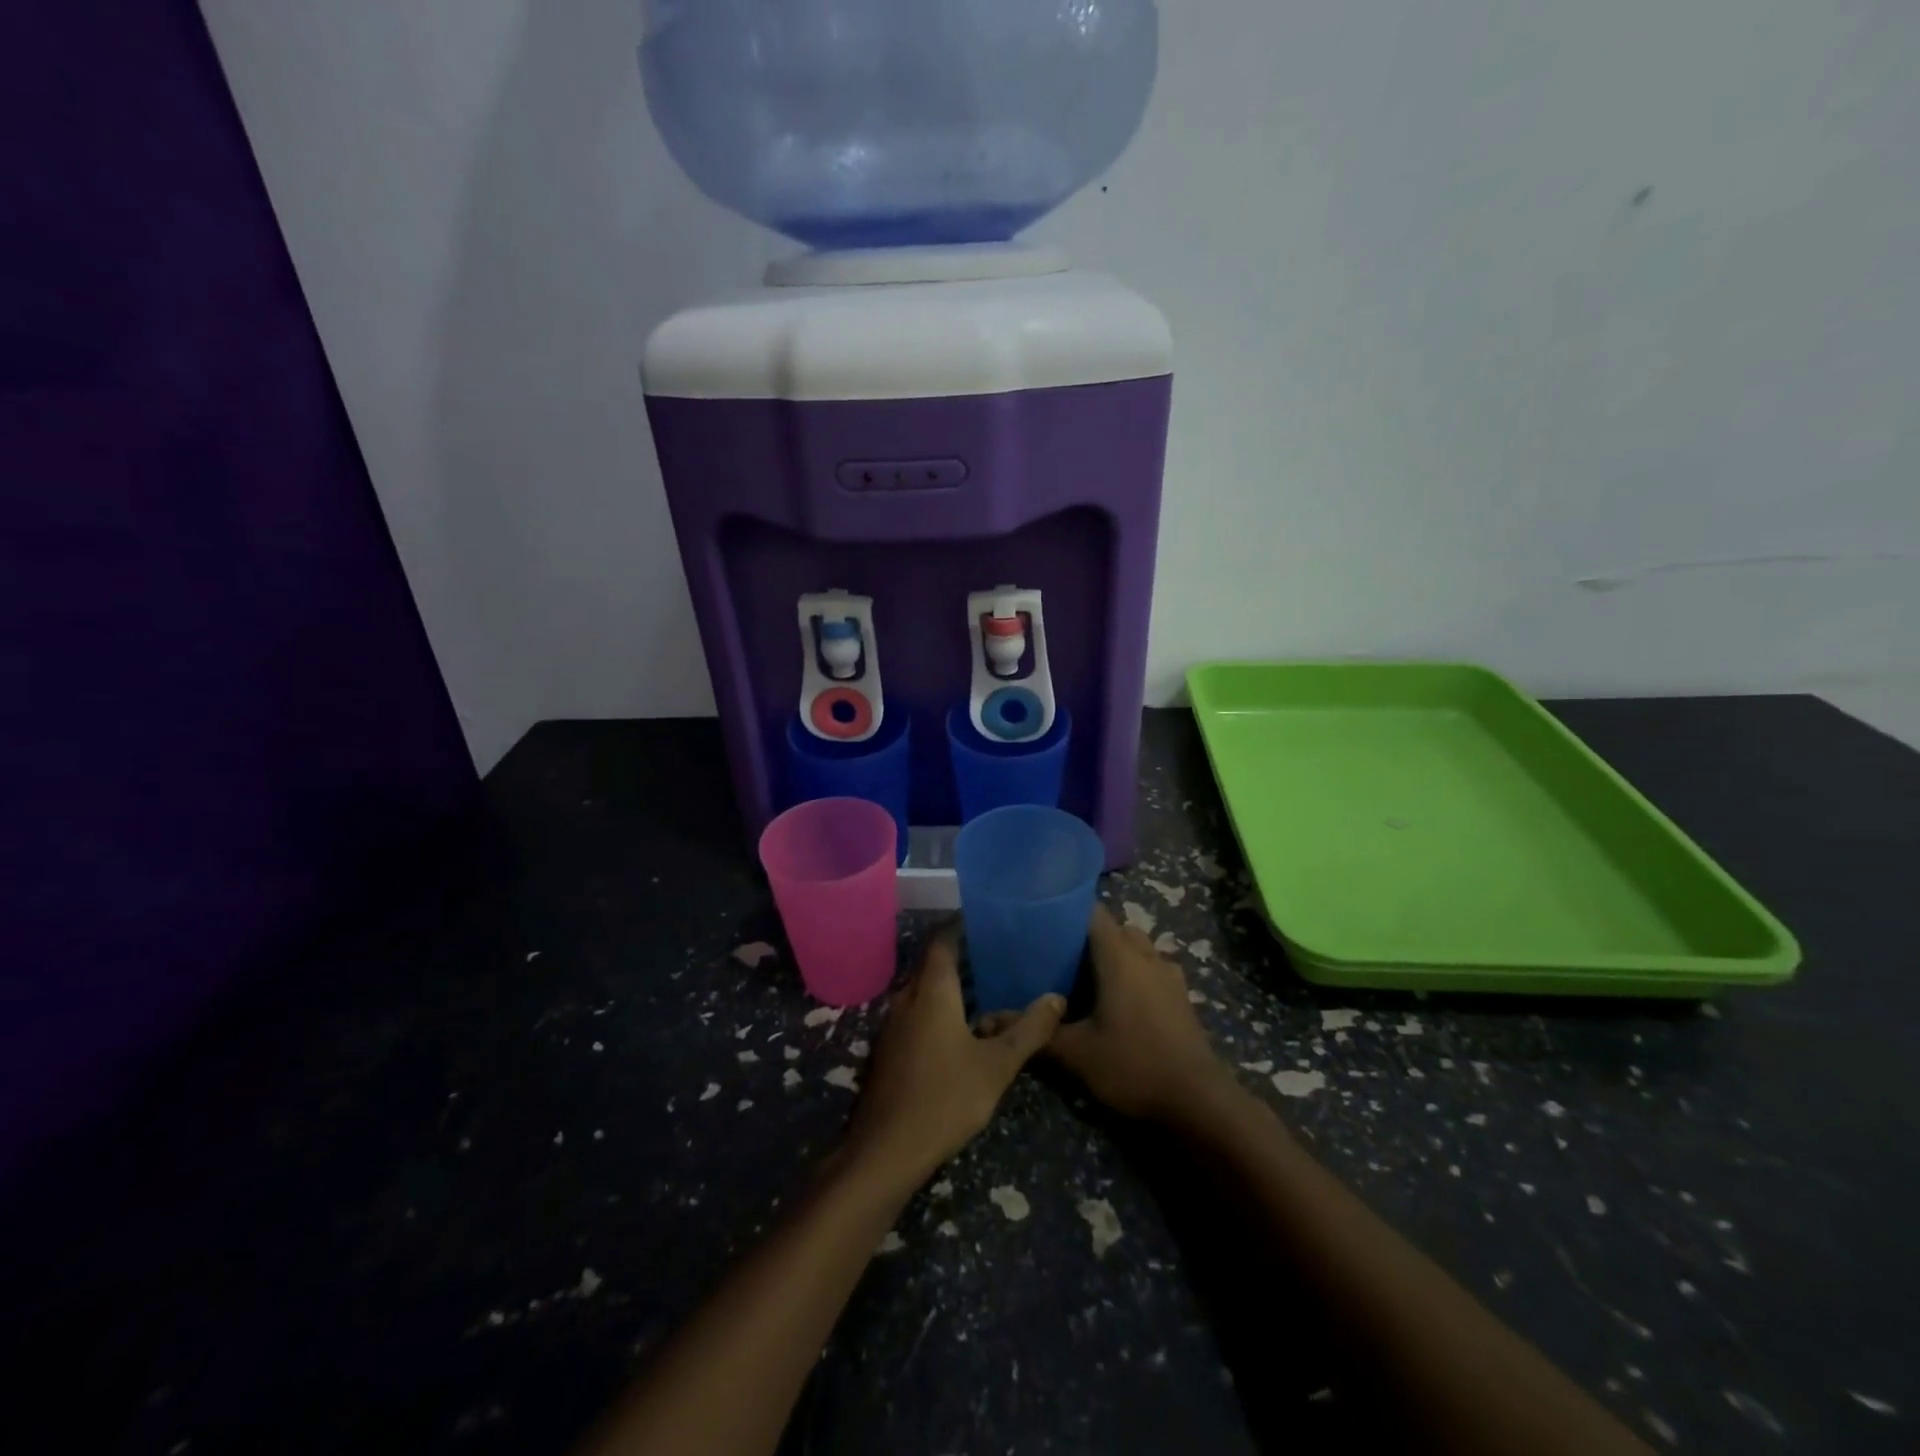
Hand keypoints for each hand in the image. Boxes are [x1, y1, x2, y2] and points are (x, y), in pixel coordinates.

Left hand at [843, 926, 1064, 1190]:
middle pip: (933, 960)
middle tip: (999, 948)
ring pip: (924, 987)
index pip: (943, 938)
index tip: (989, 916)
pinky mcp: (891, 1047)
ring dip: (952, 980)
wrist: (886, 1150)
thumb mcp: (997, 1066)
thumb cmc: (945, 1098)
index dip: (962, 923)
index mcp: (932, 990)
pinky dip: (940, 1003)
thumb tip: (1057, 997)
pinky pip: (917, 1009)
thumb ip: (1029, 1030)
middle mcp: (907, 997)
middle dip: (962, 951)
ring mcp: (894, 1023)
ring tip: (989, 982)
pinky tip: (965, 1023)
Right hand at [1047, 903, 1232, 1123]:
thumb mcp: (1076, 1053)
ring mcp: (1168, 973)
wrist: (1198, 1102)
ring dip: (1113, 953)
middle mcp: (1146, 954)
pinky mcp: (1181, 994)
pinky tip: (1117, 1000)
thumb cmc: (1133, 1066)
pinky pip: (1151, 966)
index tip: (1041, 922)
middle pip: (1114, 927)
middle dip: (1087, 935)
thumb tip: (988, 1020)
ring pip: (1136, 946)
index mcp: (1119, 955)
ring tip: (1085, 977)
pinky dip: (1133, 972)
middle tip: (1056, 955)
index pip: (1092, 911)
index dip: (1066, 910)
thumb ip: (1035, 1031)